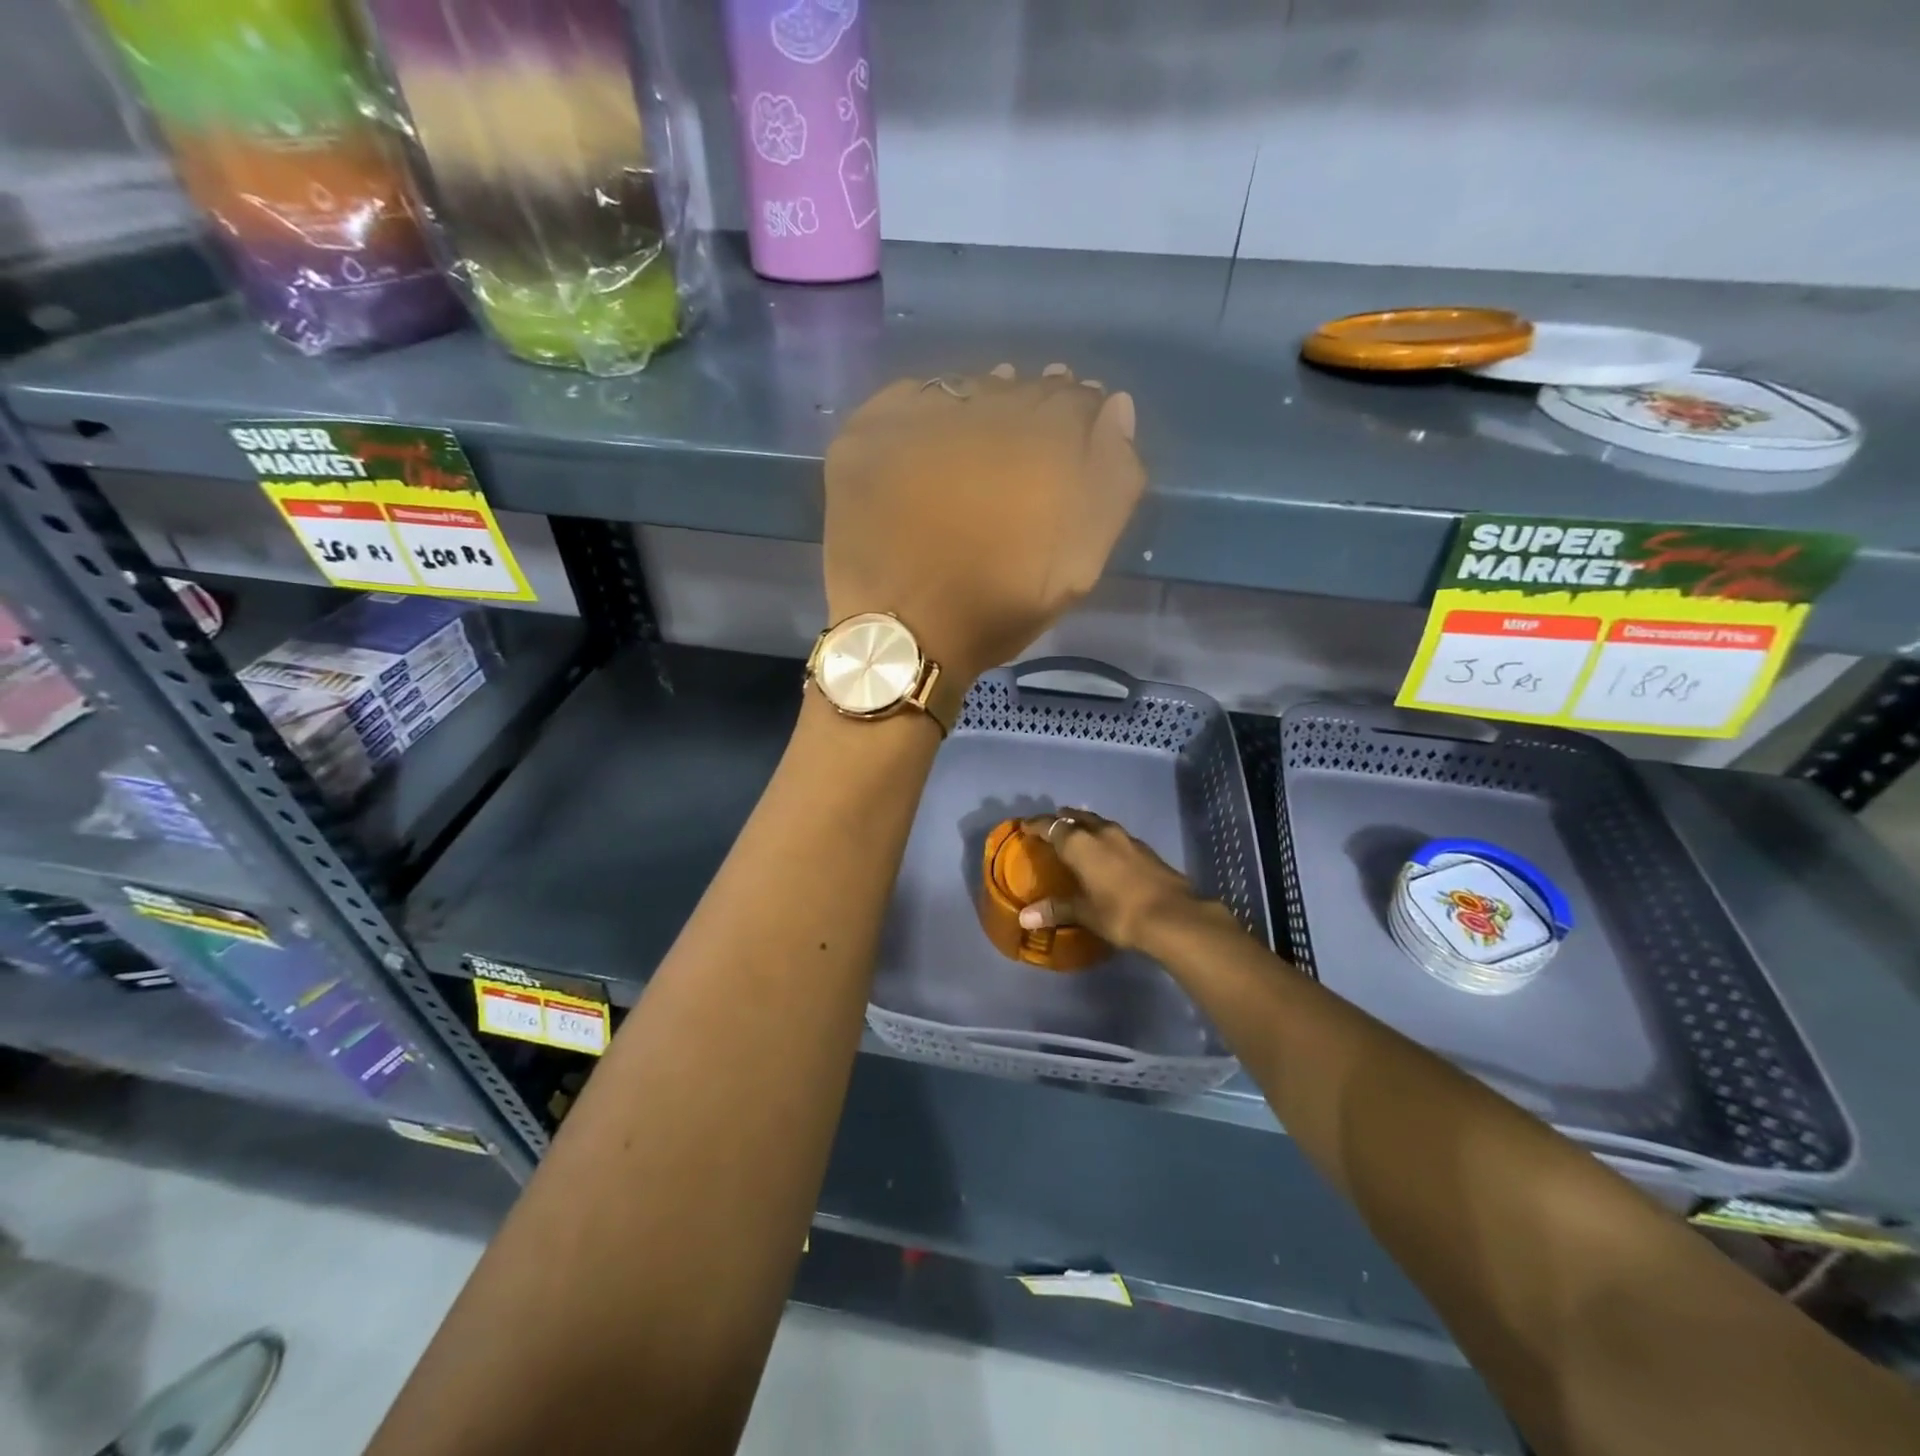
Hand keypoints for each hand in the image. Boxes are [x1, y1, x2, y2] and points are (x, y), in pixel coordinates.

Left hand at [823, 364, 1144, 683]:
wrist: (902, 633)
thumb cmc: (997, 606)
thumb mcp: (1079, 562)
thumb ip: (1112, 482)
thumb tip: (1115, 408)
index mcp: (1041, 439)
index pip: (1075, 398)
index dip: (1080, 416)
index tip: (1074, 439)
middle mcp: (982, 409)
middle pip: (1021, 388)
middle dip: (1033, 408)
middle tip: (1025, 445)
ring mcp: (917, 416)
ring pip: (965, 390)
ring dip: (982, 405)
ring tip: (982, 439)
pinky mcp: (867, 432)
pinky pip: (907, 400)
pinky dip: (926, 413)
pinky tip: (930, 442)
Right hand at [1014, 810, 1210, 952]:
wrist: (1173, 916)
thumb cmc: (1119, 912)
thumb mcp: (1084, 913)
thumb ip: (1055, 910)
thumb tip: (1024, 917)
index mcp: (1079, 843)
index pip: (1050, 826)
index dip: (1036, 825)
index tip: (1024, 827)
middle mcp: (1101, 833)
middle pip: (1076, 818)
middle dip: (1062, 820)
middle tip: (1052, 826)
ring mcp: (1127, 838)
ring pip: (1099, 823)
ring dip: (1086, 825)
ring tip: (1078, 834)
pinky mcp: (1145, 849)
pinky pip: (1116, 836)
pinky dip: (1105, 839)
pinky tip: (1107, 852)